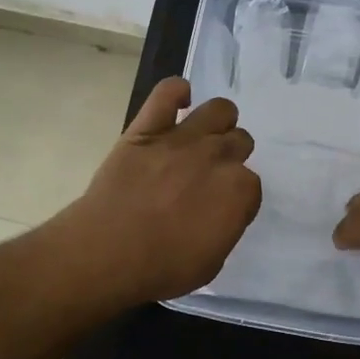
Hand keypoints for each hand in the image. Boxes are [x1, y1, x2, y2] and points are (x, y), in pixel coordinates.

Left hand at [60, 77, 260, 304]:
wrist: (108, 251)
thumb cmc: (162, 266)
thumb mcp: (211, 261)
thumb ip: (225, 227)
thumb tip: (222, 212)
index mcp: (239, 190)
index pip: (251, 183)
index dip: (237, 196)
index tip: (223, 207)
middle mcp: (217, 156)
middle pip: (239, 141)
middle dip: (231, 156)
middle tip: (211, 175)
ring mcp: (182, 138)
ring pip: (219, 109)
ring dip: (219, 121)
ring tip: (205, 135)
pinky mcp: (147, 129)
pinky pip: (167, 92)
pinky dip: (176, 91)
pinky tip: (180, 101)